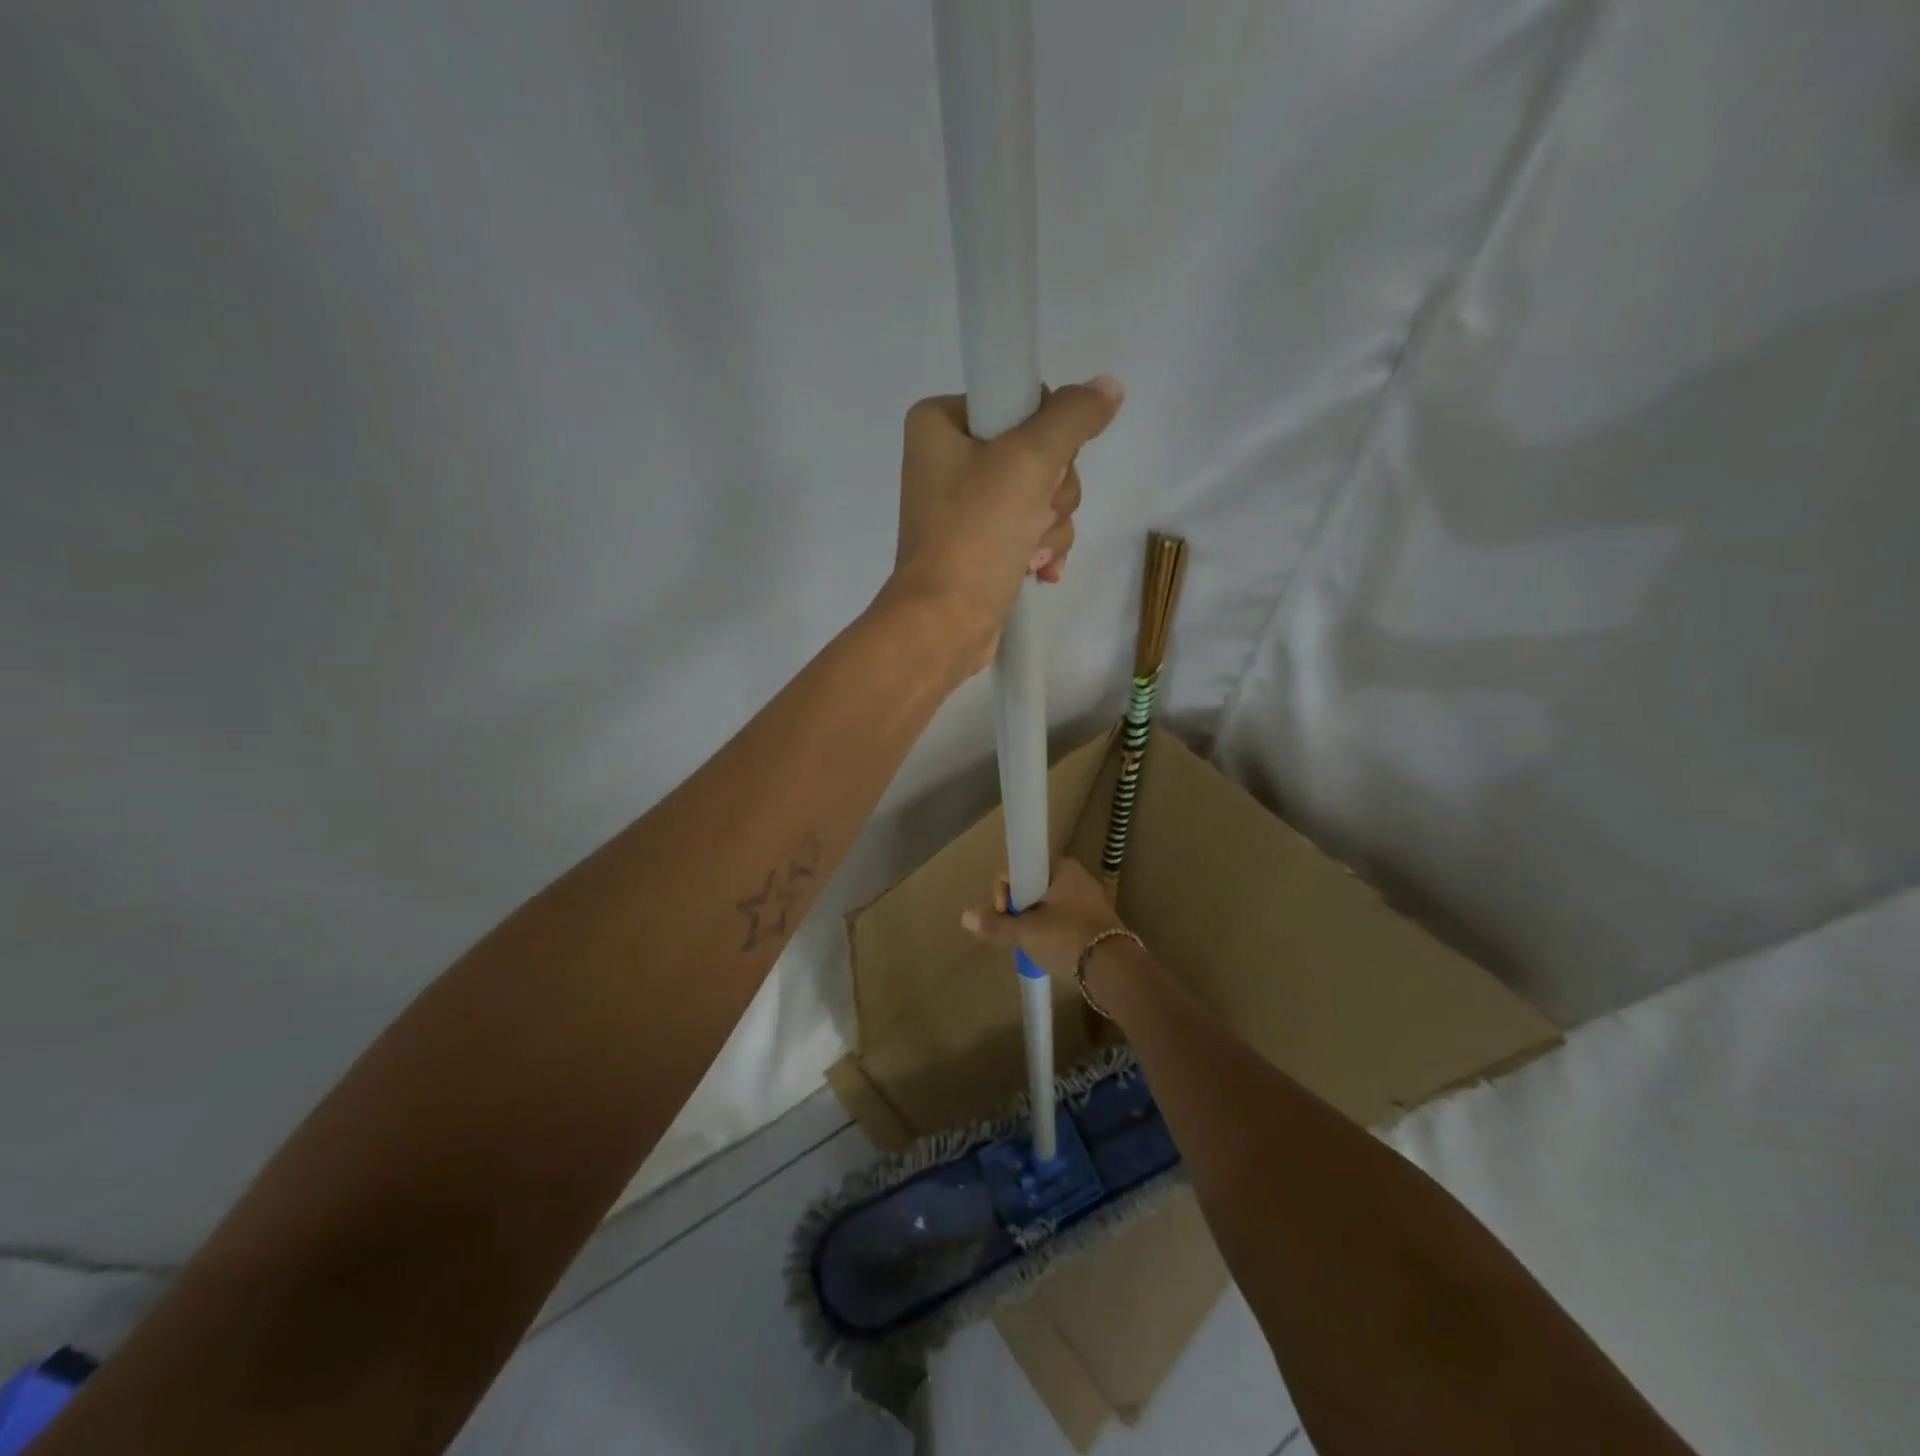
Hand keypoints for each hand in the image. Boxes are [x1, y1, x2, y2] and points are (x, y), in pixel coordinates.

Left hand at [889, 377, 1123, 666]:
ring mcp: (965, 506)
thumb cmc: (976, 534)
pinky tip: (1038, 570)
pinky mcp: (979, 544)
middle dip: (1051, 492)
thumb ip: (1073, 416)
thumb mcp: (1028, 460)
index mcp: (941, 423)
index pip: (1021, 401)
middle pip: (1038, 452)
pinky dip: (1041, 548)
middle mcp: (949, 459)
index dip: (1047, 436)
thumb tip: (1108, 386)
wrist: (944, 623)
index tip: (1041, 470)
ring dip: (1051, 525)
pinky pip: (1029, 529)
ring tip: (1030, 552)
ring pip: (1041, 494)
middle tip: (1034, 517)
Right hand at [960, 858, 1126, 978]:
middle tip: (1014, 933)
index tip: (1002, 910)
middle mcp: (1078, 877)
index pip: (1022, 868)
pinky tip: (1047, 951)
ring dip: (1034, 922)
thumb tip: (964, 916)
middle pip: (1034, 888)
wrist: (1114, 969)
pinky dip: (1052, 932)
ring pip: (1049, 906)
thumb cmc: (1066, 939)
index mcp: (1063, 868)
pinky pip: (1065, 921)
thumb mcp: (1025, 933)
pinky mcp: (1098, 923)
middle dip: (1018, 909)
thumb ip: (995, 924)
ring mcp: (1091, 901)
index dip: (1006, 889)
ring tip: (1029, 946)